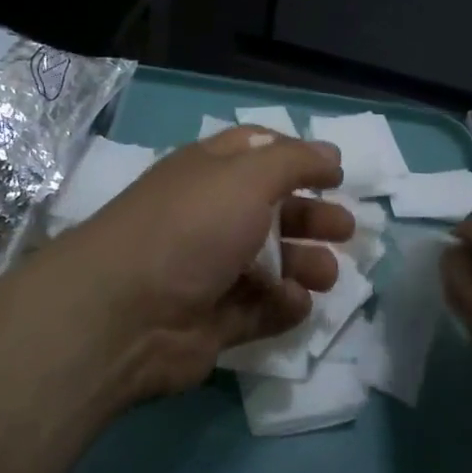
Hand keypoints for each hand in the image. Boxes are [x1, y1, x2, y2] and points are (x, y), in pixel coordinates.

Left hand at [45, 128, 352, 401]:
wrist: (125, 314)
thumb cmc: (191, 228)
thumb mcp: (247, 177)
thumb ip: (295, 162)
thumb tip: (331, 155)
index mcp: (210, 173)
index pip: (259, 152)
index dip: (298, 158)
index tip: (336, 174)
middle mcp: (210, 217)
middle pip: (273, 211)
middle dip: (312, 219)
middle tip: (346, 230)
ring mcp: (211, 270)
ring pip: (272, 263)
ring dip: (306, 265)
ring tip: (327, 275)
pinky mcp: (214, 320)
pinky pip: (260, 309)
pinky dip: (283, 306)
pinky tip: (295, 302)